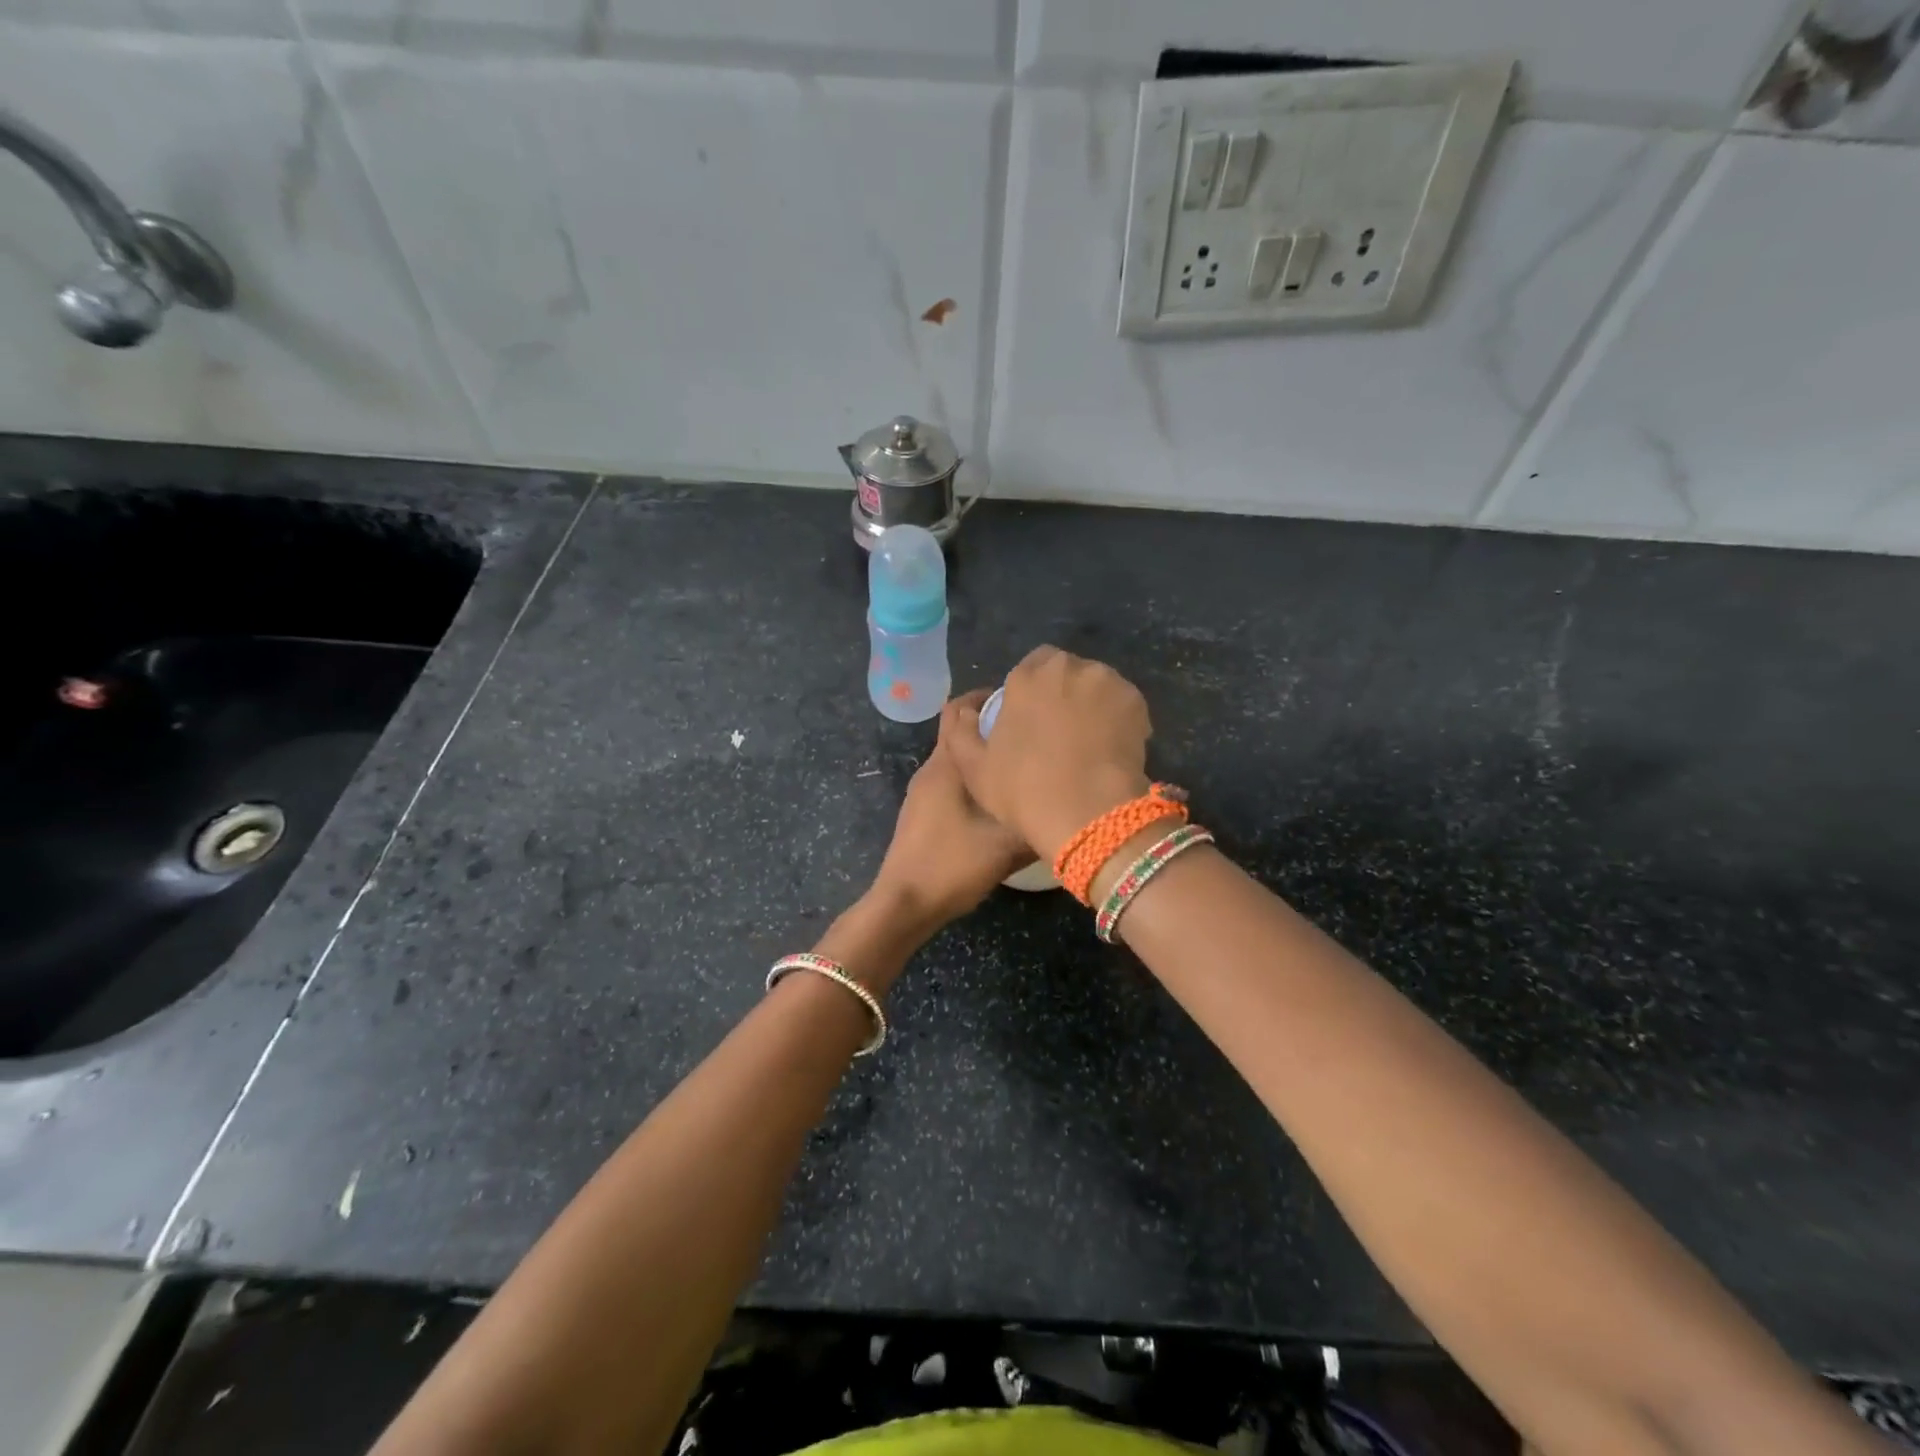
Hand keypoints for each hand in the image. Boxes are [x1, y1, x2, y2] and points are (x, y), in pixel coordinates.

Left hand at [867, 690, 1034, 932]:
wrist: (904, 904)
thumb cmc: (952, 865)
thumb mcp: (1006, 845)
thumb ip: (1037, 820)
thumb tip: (1069, 803)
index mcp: (947, 765)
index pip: (959, 709)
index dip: (987, 697)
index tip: (1021, 702)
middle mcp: (932, 769)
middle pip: (960, 732)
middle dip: (992, 727)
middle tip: (1032, 735)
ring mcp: (923, 792)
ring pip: (958, 760)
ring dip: (985, 756)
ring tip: (1022, 765)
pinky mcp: (922, 812)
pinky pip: (952, 781)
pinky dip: (975, 779)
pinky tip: (1000, 799)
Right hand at [945, 647, 1153, 862]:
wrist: (1088, 813)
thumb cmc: (1024, 791)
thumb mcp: (974, 769)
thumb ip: (962, 732)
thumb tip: (966, 711)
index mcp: (1026, 677)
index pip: (1030, 665)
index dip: (1031, 689)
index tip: (1031, 718)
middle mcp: (1068, 668)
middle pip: (1065, 670)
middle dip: (1063, 690)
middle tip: (1060, 728)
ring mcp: (1107, 682)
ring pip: (1096, 684)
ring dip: (1091, 701)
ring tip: (1088, 739)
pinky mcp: (1137, 702)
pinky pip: (1122, 703)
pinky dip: (1117, 717)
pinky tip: (1109, 747)